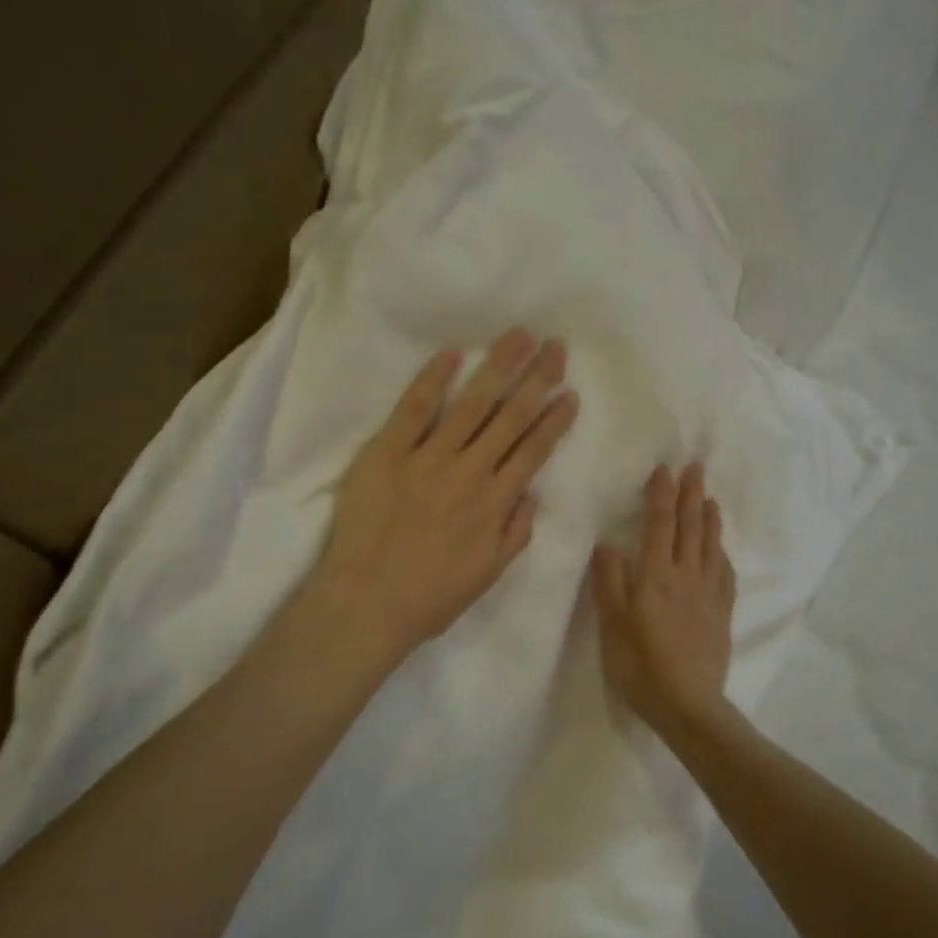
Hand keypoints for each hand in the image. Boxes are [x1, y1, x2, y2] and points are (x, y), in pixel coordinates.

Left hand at [306, 329, 579, 668]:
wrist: (366, 602)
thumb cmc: (429, 598)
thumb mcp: (487, 576)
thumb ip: (515, 534)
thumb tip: (532, 494)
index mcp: (495, 503)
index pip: (533, 451)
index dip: (554, 420)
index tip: (570, 392)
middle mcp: (469, 472)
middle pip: (511, 417)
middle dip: (537, 378)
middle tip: (556, 346)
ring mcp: (428, 458)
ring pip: (472, 403)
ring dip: (498, 366)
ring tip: (519, 336)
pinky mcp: (387, 452)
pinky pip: (414, 409)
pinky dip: (433, 379)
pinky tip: (453, 353)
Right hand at [593, 462, 736, 736]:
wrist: (688, 704)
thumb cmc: (640, 665)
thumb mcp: (612, 623)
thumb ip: (610, 580)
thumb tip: (609, 543)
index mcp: (656, 575)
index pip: (660, 524)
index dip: (662, 495)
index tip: (665, 469)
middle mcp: (686, 576)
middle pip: (690, 527)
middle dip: (691, 494)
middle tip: (696, 467)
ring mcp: (708, 594)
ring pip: (710, 546)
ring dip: (710, 517)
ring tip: (709, 497)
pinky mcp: (721, 613)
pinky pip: (724, 573)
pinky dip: (721, 552)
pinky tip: (720, 549)